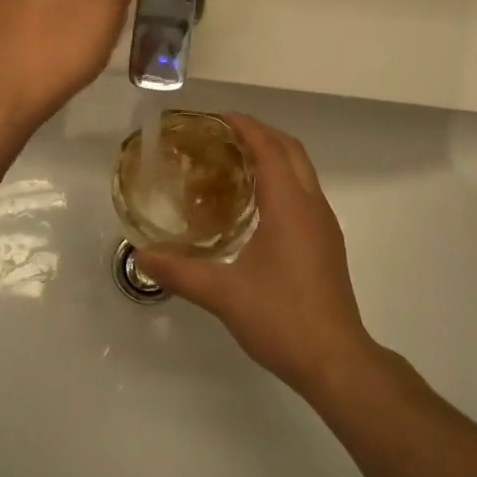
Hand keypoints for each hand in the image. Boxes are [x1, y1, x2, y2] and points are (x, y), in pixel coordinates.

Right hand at [137, 115, 378, 399]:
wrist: (336, 360)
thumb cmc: (282, 319)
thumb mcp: (224, 295)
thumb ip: (181, 272)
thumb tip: (141, 256)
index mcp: (291, 206)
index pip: (270, 149)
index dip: (246, 127)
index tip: (218, 117)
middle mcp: (313, 206)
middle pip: (292, 151)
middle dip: (261, 134)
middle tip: (224, 134)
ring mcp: (325, 225)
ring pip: (303, 172)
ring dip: (275, 156)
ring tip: (236, 161)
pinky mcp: (327, 243)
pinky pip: (305, 193)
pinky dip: (283, 179)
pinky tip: (257, 204)